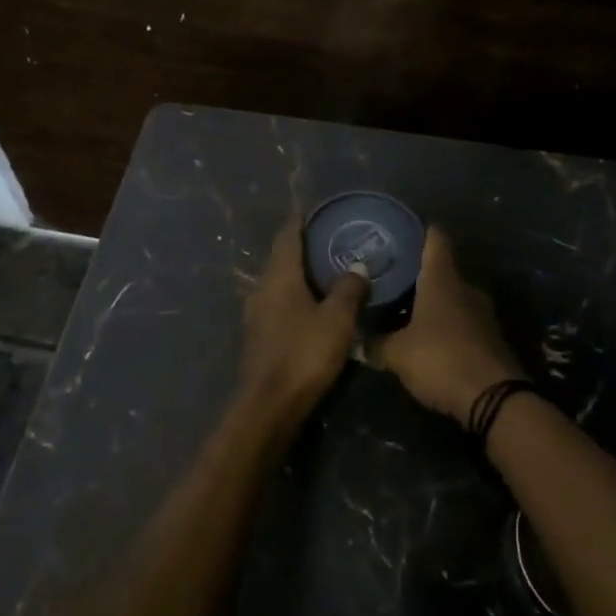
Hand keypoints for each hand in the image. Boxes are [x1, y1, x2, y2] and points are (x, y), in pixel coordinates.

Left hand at [240, 218, 368, 419]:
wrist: (269, 405)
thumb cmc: (304, 354)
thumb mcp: (336, 320)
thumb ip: (349, 289)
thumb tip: (358, 266)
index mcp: (279, 276)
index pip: (287, 236)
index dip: (301, 221)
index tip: (317, 210)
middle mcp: (262, 287)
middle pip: (281, 256)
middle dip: (302, 245)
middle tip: (331, 237)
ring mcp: (257, 312)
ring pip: (278, 280)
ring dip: (299, 271)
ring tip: (327, 268)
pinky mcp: (259, 333)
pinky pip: (278, 300)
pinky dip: (295, 292)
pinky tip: (313, 302)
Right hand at [378, 227, 523, 426]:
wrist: (495, 399)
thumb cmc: (441, 360)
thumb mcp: (398, 355)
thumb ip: (375, 344)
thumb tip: (355, 339)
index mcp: (442, 280)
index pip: (436, 239)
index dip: (421, 231)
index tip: (402, 230)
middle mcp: (465, 288)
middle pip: (442, 269)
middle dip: (419, 272)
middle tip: (392, 276)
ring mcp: (483, 313)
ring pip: (453, 296)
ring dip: (433, 301)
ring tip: (405, 307)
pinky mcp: (491, 338)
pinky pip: (463, 320)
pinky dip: (446, 323)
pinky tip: (428, 336)